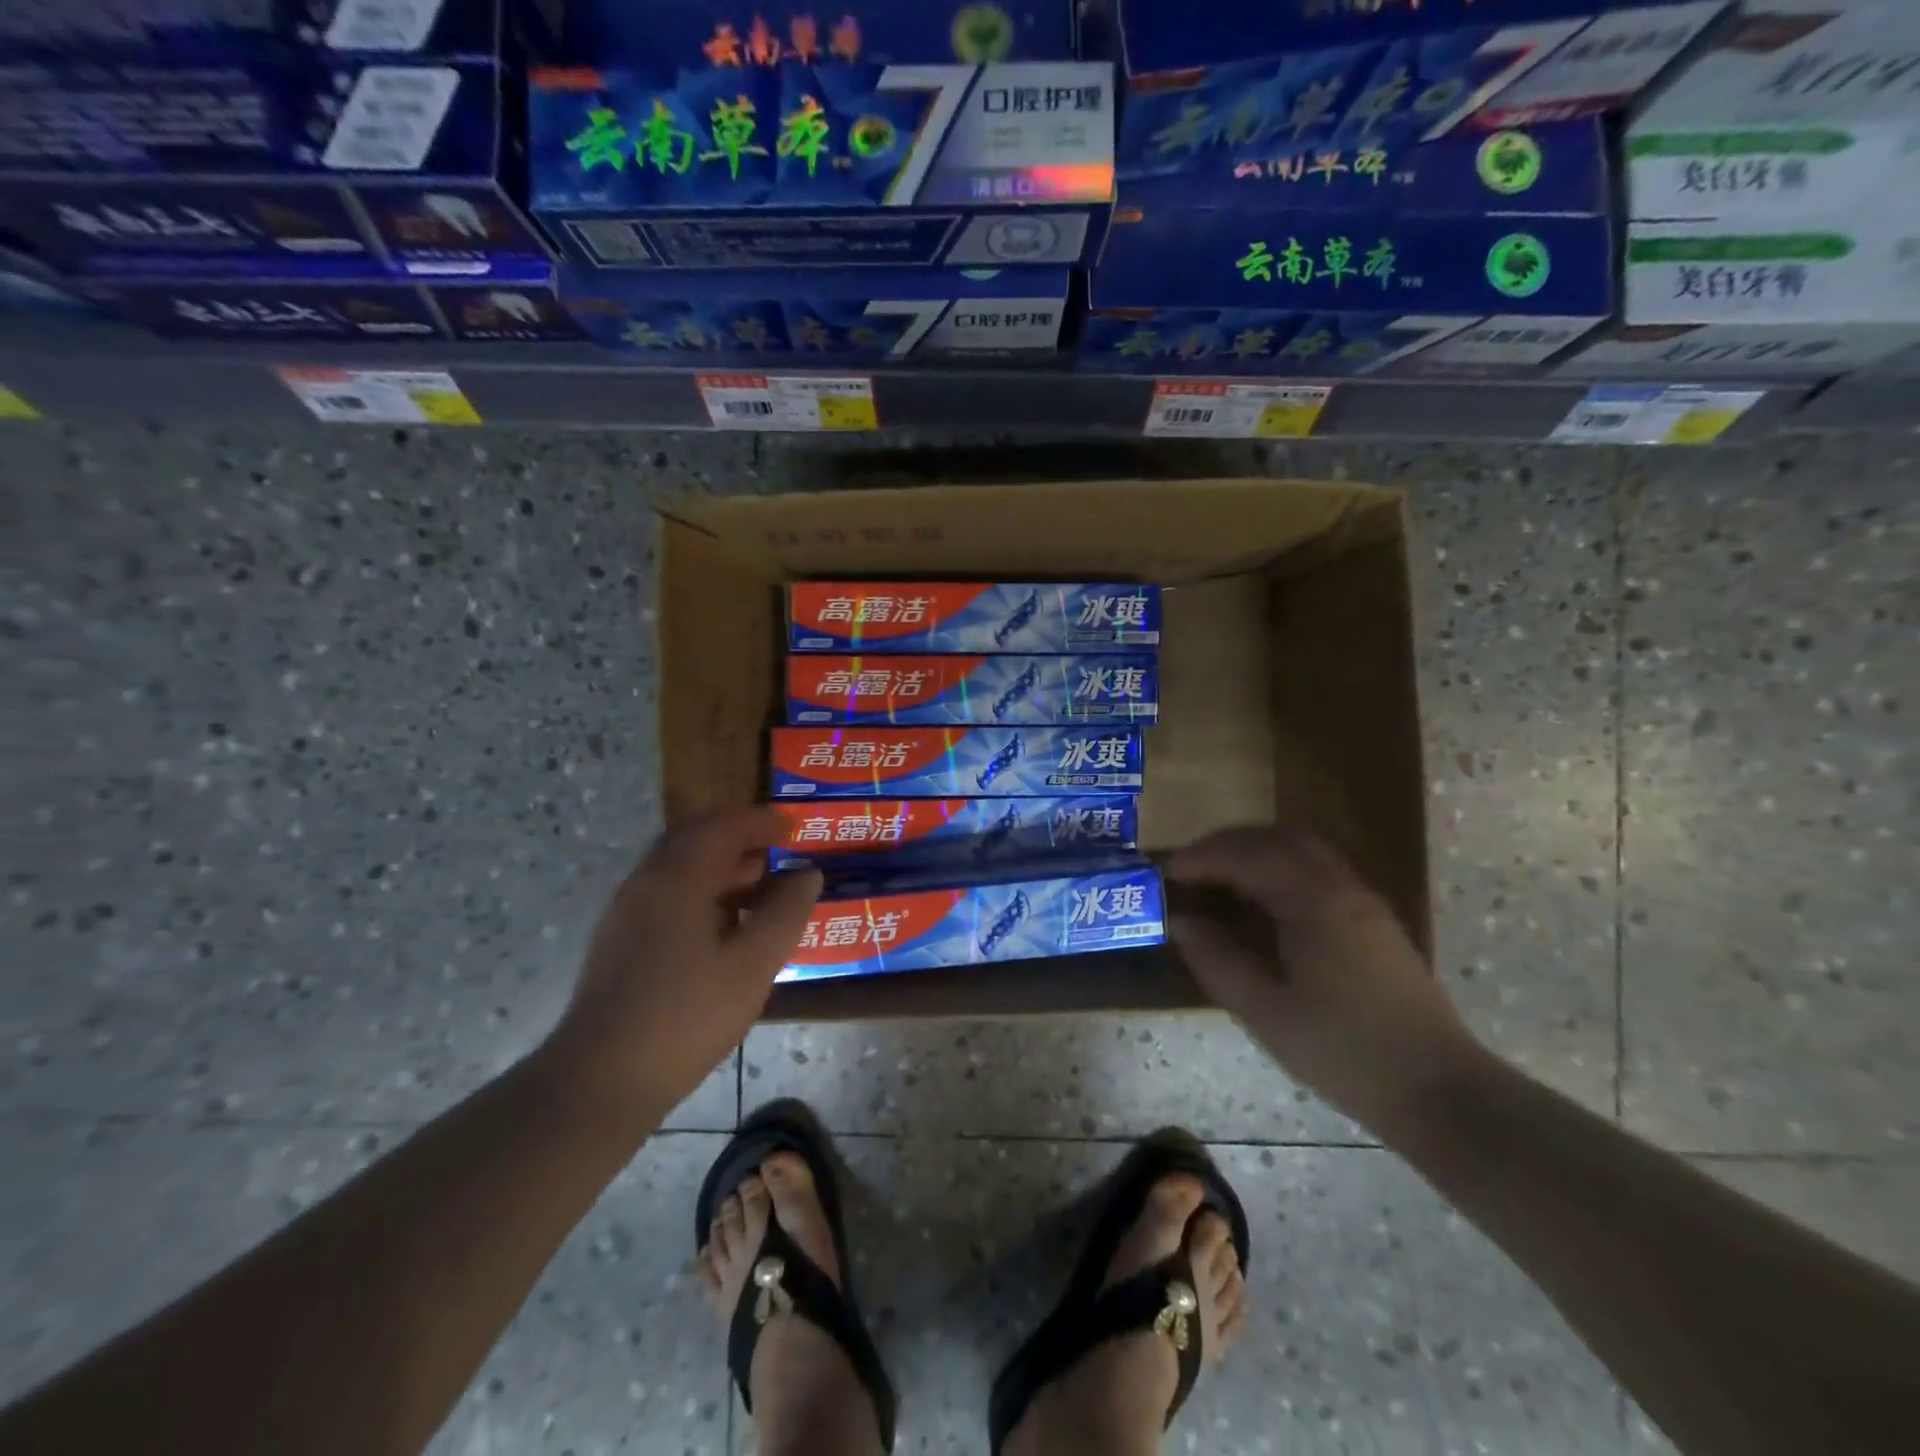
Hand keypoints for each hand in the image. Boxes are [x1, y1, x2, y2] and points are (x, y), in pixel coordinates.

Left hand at [544, 809, 821, 1115]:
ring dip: (721, 869)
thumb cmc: (687, 1015)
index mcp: (677, 878)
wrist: (601, 1079)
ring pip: (680, 871)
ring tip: (760, 890)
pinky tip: (725, 927)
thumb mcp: (752, 964)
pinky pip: (667, 896)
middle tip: (778, 852)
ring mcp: (627, 913)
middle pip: (695, 841)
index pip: (722, 828)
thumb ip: (785, 913)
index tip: (793, 826)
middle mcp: (646, 883)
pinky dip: (702, 893)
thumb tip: (807, 874)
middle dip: (739, 841)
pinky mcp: (620, 941)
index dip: (761, 822)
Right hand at [1167, 828, 1490, 1137]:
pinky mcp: (1375, 920)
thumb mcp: (1265, 1012)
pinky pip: (1320, 868)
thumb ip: (1217, 961)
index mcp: (1313, 903)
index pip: (1246, 856)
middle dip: (1227, 845)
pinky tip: (1264, 901)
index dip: (1201, 858)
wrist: (1439, 1091)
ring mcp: (1363, 900)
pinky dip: (1281, 866)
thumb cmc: (1344, 1053)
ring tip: (1221, 878)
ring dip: (1256, 851)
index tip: (1166, 873)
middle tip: (1190, 868)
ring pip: (1303, 848)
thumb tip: (1180, 923)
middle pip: (1277, 838)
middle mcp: (1341, 887)